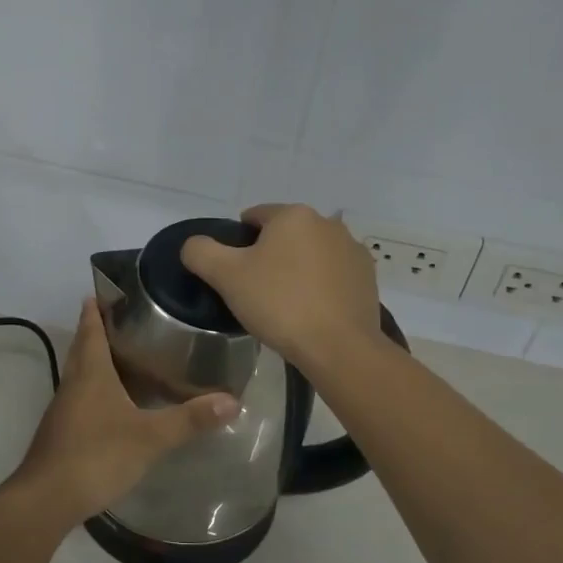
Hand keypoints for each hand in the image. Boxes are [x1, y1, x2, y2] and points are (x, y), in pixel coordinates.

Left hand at [6, 298, 238, 527]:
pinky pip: (80, 398)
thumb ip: (189, 419)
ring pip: (80, 373)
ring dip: (97, 360)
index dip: (97, 309)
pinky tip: (114, 403)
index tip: (106, 290)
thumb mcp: (150, 438)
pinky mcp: (62, 432)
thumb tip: (232, 400)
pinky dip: (95, 389)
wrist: (46, 499)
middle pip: (83, 347)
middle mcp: (73, 383)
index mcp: (91, 373)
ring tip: (126, 356)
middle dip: (98, 330)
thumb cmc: (97, 455)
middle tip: (125, 319)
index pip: (91, 329)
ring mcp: (64, 409)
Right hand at [180, 204, 382, 369]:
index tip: (233, 271)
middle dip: (270, 255)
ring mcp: (352, 250)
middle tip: (255, 290)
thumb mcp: (226, 276)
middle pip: (285, 234)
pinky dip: (320, 286)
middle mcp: (328, 223)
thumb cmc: (279, 304)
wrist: (338, 347)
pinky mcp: (368, 278)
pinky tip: (312, 312)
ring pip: (311, 254)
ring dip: (297, 269)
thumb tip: (194, 244)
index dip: (238, 241)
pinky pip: (333, 275)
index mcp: (293, 215)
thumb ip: (201, 252)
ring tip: (285, 304)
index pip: (255, 216)